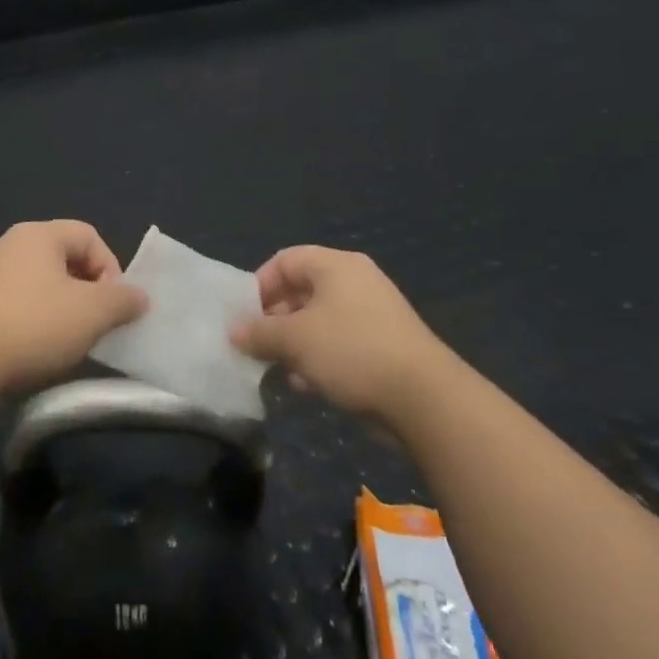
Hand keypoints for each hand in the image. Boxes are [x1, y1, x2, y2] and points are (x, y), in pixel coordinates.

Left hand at [0, 221, 146, 392]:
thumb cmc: (34, 324)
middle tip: (96, 324)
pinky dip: (38, 322)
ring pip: (45, 285)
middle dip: (89, 291)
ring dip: (65, 310)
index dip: (111, 268)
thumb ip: (123, 300)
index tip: (113, 305)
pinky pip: (22, 305)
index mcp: (40, 234)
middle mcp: (14, 245)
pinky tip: (40, 350)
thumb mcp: (92, 312)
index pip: (90, 236)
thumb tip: (139, 297)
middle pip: (67, 259)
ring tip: (71, 341)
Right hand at [230, 246, 442, 417]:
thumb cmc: (351, 351)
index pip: (285, 260)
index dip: (260, 285)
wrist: (425, 398)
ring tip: (281, 369)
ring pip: (320, 320)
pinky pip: (341, 341)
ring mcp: (374, 312)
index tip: (245, 316)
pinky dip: (321, 357)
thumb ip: (259, 333)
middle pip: (302, 290)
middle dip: (275, 319)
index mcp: (335, 265)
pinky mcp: (385, 344)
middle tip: (258, 345)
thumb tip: (234, 332)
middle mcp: (356, 280)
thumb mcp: (294, 340)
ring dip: (296, 343)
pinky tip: (309, 385)